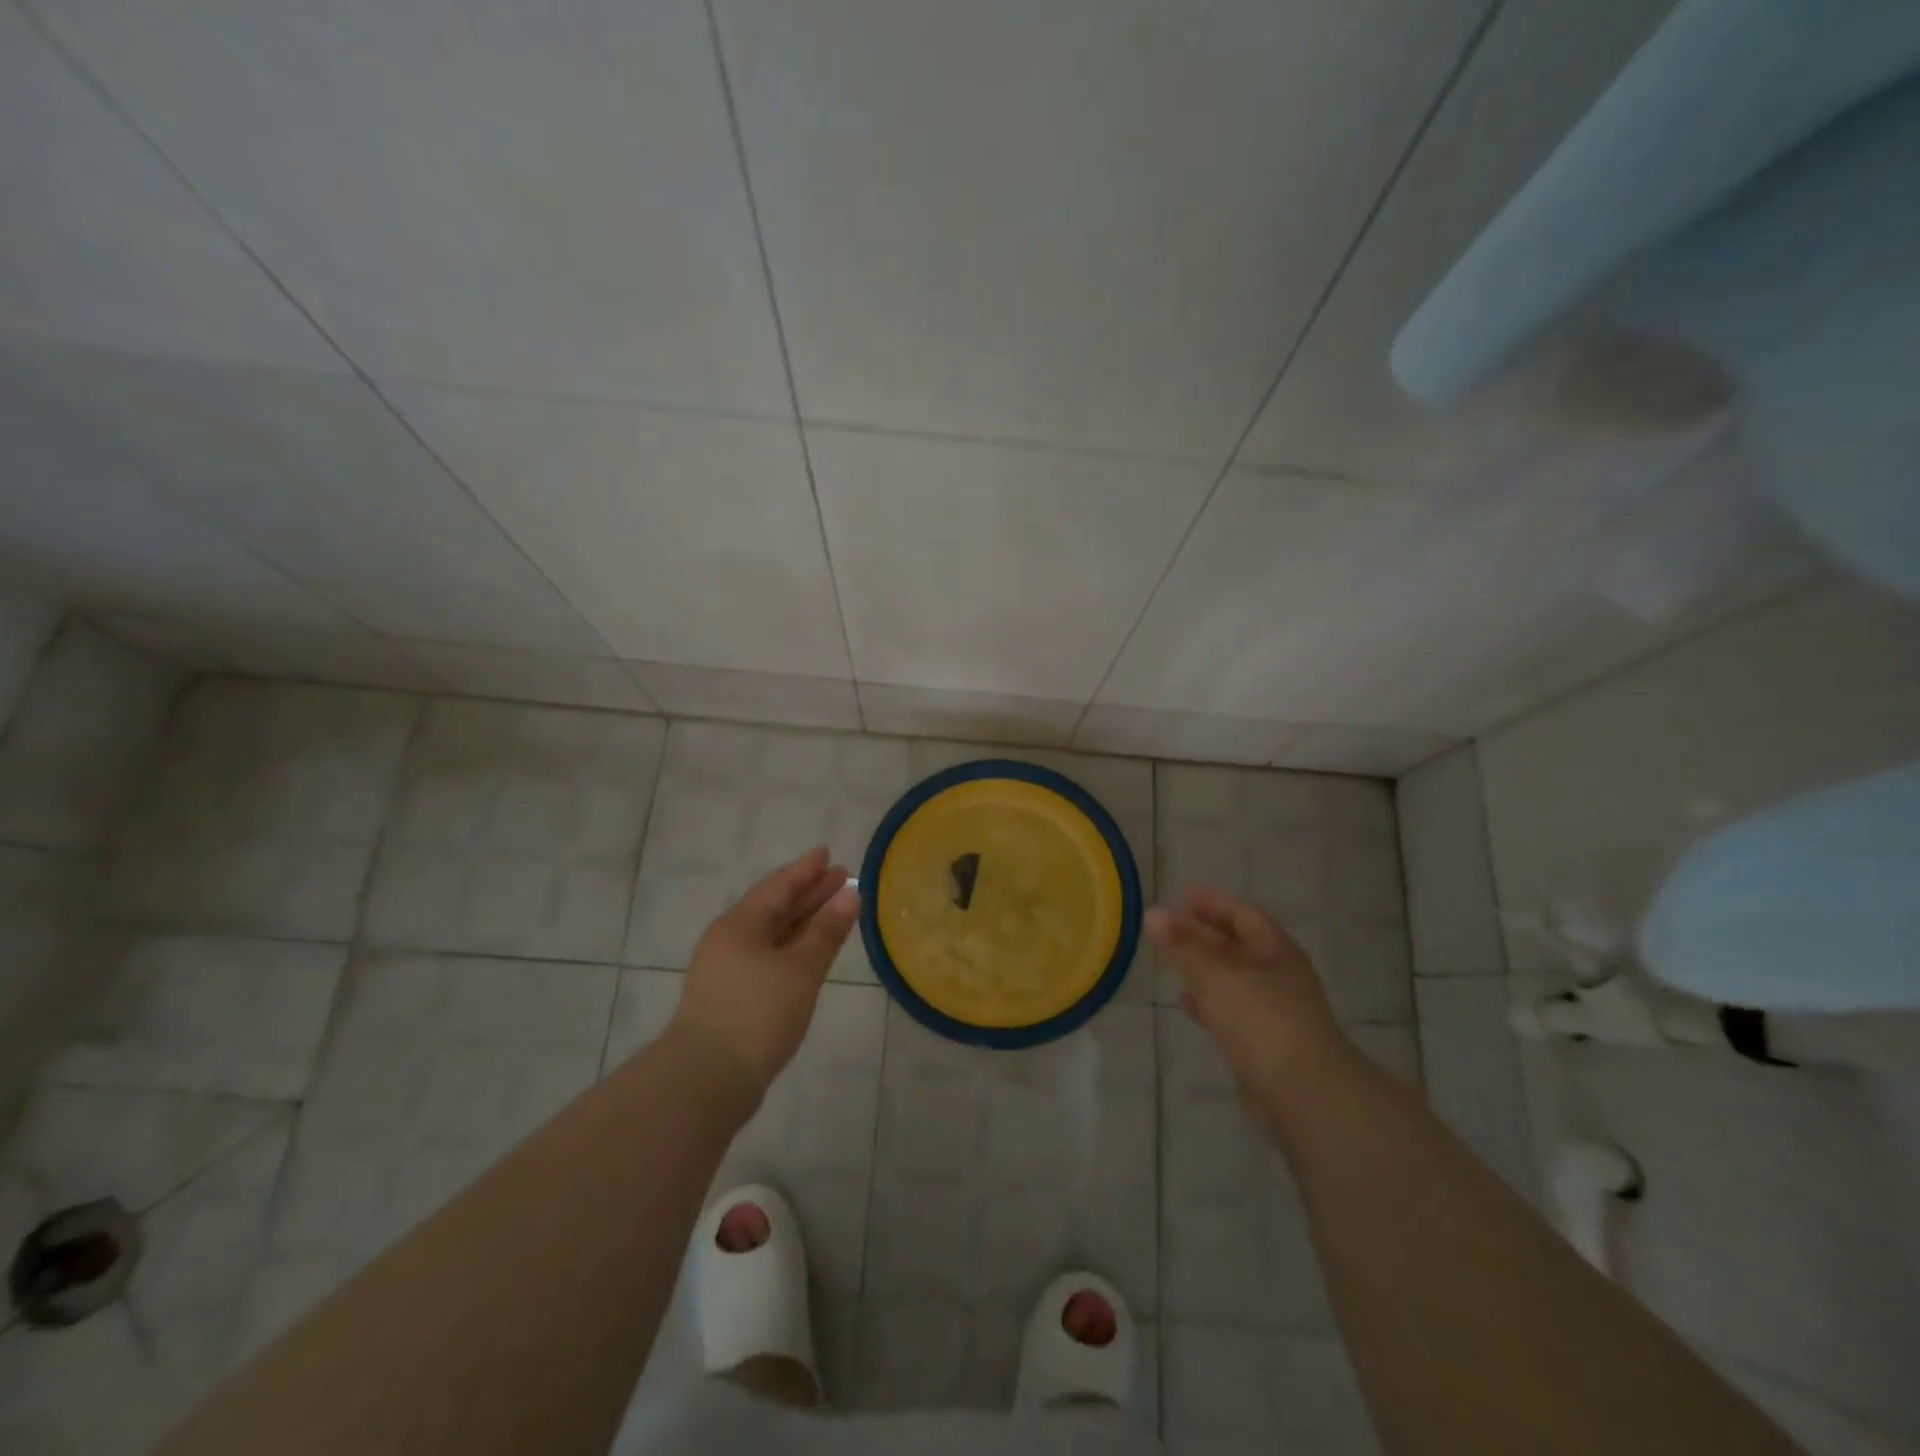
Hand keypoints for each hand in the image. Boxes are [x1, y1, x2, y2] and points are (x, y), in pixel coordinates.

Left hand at [670, 847, 860, 1099]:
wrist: (706, 1080)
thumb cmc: (757, 1013)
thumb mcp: (800, 969)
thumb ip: (826, 931)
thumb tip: (850, 895)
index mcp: (739, 924)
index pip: (778, 886)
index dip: (806, 870)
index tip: (828, 854)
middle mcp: (730, 940)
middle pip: (775, 907)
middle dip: (809, 893)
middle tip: (842, 878)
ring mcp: (728, 970)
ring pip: (772, 934)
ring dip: (804, 921)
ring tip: (834, 910)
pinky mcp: (732, 997)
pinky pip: (769, 957)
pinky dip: (794, 947)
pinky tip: (811, 953)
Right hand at [1146, 887, 1350, 1112]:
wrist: (1306, 1096)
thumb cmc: (1263, 1021)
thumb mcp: (1217, 976)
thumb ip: (1183, 946)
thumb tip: (1152, 914)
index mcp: (1275, 949)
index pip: (1241, 912)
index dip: (1209, 902)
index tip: (1175, 898)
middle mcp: (1276, 973)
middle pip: (1235, 942)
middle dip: (1200, 932)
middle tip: (1162, 928)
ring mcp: (1270, 1009)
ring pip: (1229, 976)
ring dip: (1200, 965)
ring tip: (1167, 959)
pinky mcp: (1260, 1041)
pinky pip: (1228, 1009)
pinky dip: (1206, 1000)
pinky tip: (1185, 1002)